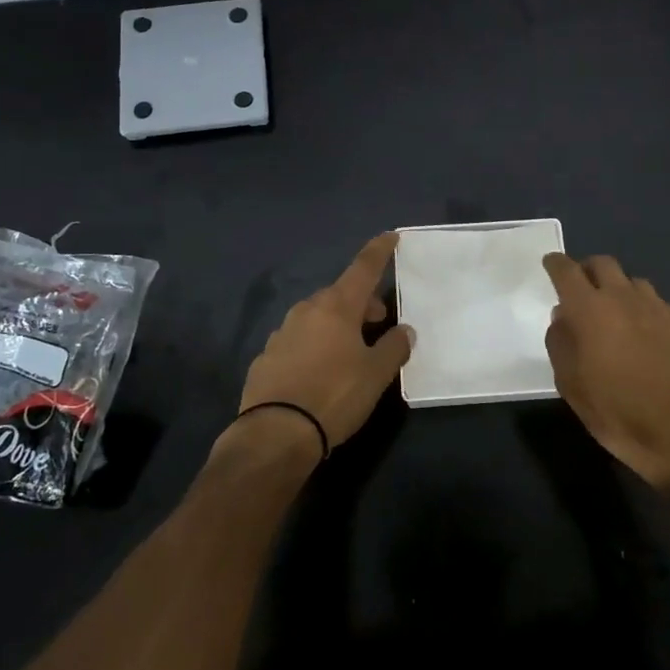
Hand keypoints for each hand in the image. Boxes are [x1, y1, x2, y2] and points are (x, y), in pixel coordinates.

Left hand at [236, 233, 413, 450]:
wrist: (275, 432)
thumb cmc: (335, 395)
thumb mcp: (376, 374)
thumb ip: (394, 347)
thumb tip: (404, 330)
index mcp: (336, 307)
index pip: (363, 268)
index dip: (379, 251)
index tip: (389, 236)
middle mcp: (307, 310)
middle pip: (339, 294)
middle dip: (360, 302)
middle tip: (377, 320)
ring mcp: (282, 332)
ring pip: (317, 317)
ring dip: (336, 324)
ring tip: (350, 350)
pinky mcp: (266, 357)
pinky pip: (298, 340)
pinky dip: (314, 345)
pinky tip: (320, 371)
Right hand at [542, 253, 669, 491]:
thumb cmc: (617, 412)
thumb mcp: (571, 385)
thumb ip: (561, 343)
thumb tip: (562, 318)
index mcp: (590, 309)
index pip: (567, 271)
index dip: (556, 264)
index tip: (551, 264)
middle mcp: (623, 298)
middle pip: (603, 263)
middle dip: (588, 270)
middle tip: (581, 290)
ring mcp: (658, 308)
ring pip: (632, 281)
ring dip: (618, 289)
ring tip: (614, 314)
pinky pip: (657, 304)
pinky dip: (643, 310)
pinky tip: (644, 335)